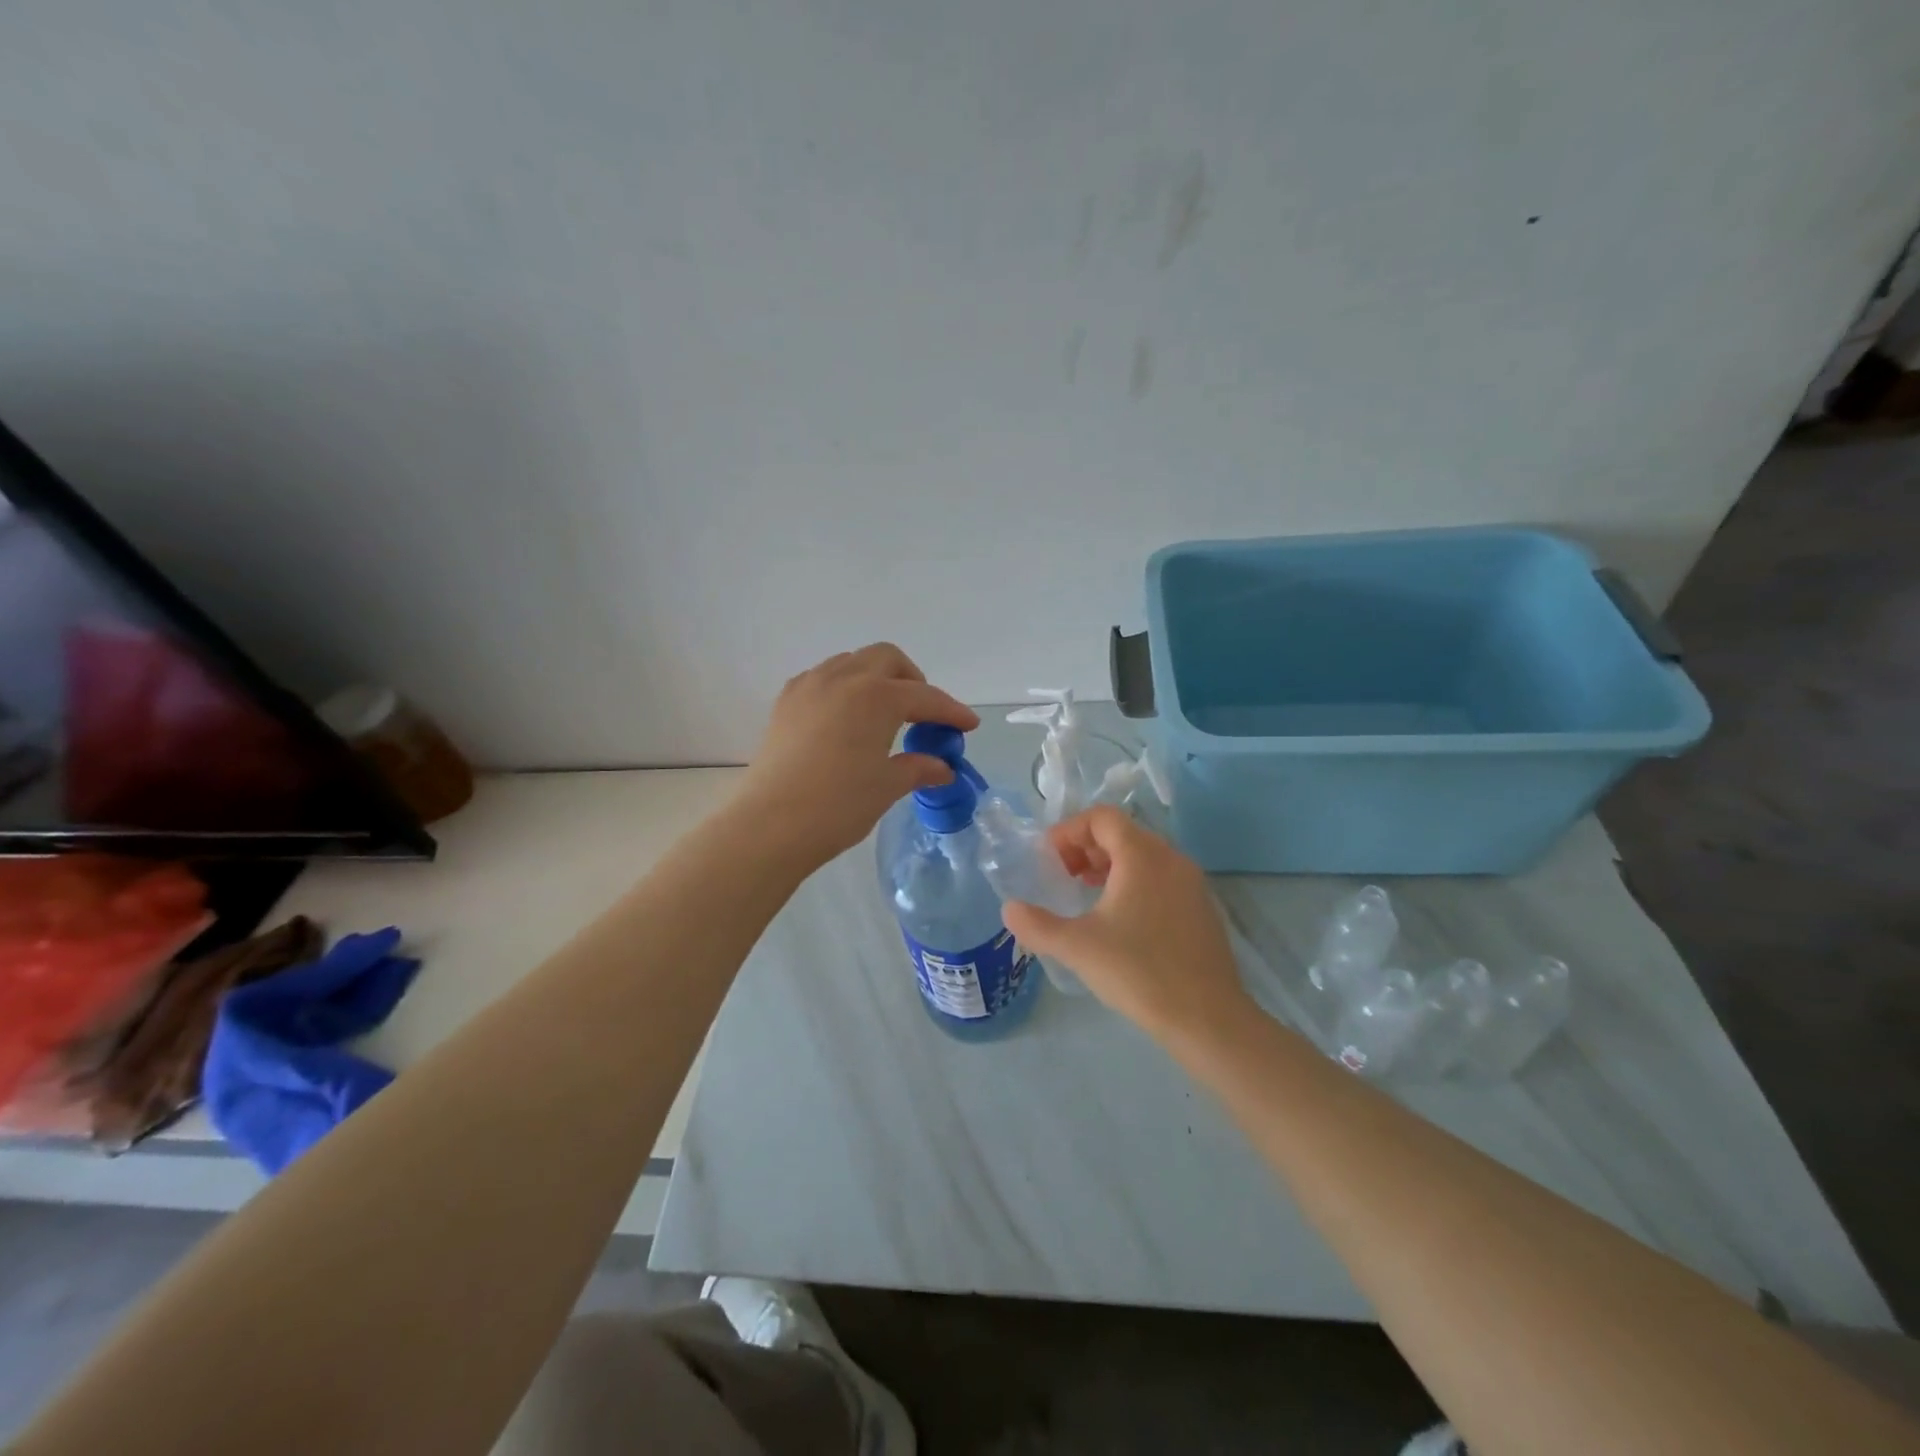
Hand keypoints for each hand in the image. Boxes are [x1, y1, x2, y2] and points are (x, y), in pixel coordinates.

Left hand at [736, 643, 979, 865]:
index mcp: (876, 696)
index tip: (969, 726)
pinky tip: (846, 719)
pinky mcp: (786, 702)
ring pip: (852, 662)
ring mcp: (810, 686)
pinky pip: (823, 678)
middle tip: (922, 713)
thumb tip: (942, 768)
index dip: (951, 711)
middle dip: (912, 679)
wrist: (770, 825)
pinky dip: (844, 688)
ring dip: (876, 678)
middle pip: (887, 658)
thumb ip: (918, 767)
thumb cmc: (838, 805)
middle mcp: (843, 678)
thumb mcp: (887, 786)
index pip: (925, 696)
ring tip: (883, 714)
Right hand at [1002, 806, 1249, 1043]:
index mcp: (1143, 856)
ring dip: (1110, 864)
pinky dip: (1134, 882)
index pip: (1102, 817)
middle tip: (1063, 876)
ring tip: (1086, 893)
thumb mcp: (1078, 948)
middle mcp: (1171, 859)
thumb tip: (1010, 909)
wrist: (1208, 1019)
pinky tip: (1120, 920)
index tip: (1049, 860)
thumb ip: (1037, 925)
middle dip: (1086, 847)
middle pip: (1123, 832)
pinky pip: (1161, 877)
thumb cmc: (1139, 972)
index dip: (1069, 830)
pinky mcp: (1202, 909)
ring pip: (1144, 855)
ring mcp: (1192, 884)